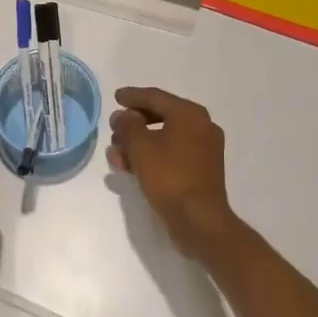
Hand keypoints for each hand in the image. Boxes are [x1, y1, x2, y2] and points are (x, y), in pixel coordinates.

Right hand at [107, 86, 237, 255]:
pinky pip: (171, 154)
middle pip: (161, 116)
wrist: (199, 220)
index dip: (132, 96)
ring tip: (115, 153)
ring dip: (138, 143)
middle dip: (133, 124)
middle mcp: (201, 126)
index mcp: (190, 114)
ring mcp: (203, 149)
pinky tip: (130, 167)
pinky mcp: (200, 170)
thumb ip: (128, 126)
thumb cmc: (169, 177)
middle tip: (113, 128)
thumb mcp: (141, 147)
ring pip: (164, 138)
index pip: (155, 97)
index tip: (115, 97)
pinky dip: (151, 156)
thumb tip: (124, 116)